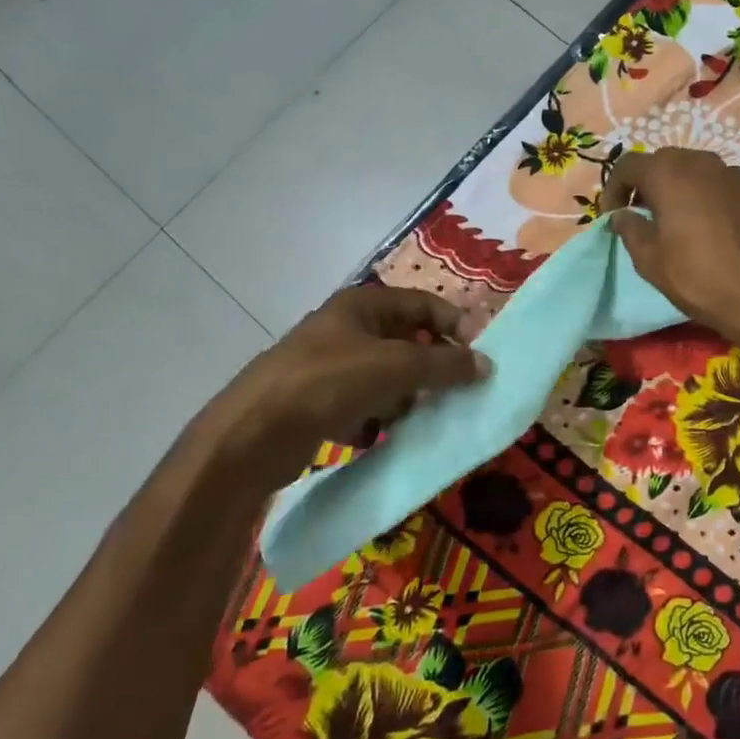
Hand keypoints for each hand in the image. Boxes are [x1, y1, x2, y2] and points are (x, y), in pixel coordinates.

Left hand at [198, 287, 488, 470]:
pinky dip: (377, 418)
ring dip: (406, 396)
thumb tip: (486, 363)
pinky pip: (363, 405)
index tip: (480, 354)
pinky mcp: (317, 402)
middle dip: (432, 365)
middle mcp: (345, 329)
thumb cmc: (329, 383)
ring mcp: (328, 366)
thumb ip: (445, 363)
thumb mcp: (396, 367)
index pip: (424, 304)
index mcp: (362, 305)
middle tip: (456, 390)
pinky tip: (380, 435)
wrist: (252, 435)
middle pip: (406, 341)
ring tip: (418, 417)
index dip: (455, 323)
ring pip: (386, 376)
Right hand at [600, 149, 739, 361]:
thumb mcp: (651, 261)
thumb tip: (622, 215)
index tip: (613, 215)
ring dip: (678, 187)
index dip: (614, 188)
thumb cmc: (700, 279)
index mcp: (669, 174)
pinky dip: (706, 195)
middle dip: (647, 183)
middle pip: (663, 161)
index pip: (628, 165)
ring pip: (695, 169)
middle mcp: (702, 162)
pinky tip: (709, 226)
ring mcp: (734, 173)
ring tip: (675, 219)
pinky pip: (720, 183)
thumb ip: (630, 230)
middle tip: (641, 214)